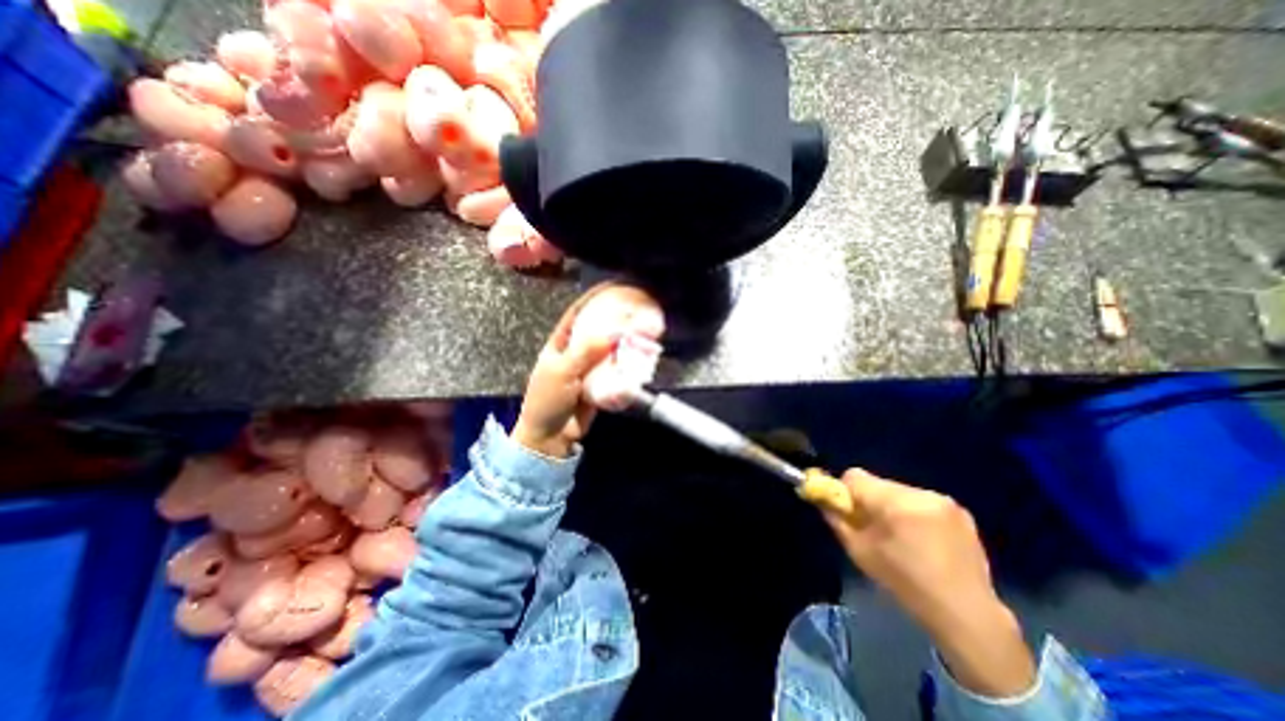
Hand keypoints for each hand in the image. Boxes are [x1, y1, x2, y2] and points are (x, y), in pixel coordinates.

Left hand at [516, 283, 624, 458]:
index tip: (613, 286)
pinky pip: (616, 369)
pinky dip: (628, 364)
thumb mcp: (561, 373)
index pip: (577, 313)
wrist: (552, 437)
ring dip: (626, 342)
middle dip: (617, 320)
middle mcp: (577, 351)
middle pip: (599, 329)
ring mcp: (590, 367)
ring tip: (644, 332)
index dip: (594, 298)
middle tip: (637, 311)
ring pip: (611, 349)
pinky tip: (640, 357)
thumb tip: (612, 333)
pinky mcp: (601, 383)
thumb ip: (585, 352)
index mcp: (560, 343)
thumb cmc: (547, 401)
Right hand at [822, 468, 1029, 698]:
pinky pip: (921, 501)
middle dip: (870, 501)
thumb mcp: (859, 551)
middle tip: (873, 528)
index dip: (844, 491)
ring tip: (901, 537)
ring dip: (892, 507)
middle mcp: (921, 493)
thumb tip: (822, 499)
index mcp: (896, 502)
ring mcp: (944, 501)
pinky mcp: (960, 511)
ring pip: (899, 492)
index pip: (854, 476)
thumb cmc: (905, 583)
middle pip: (878, 484)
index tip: (847, 512)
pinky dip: (913, 514)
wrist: (967, 616)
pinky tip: (922, 540)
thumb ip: (837, 519)